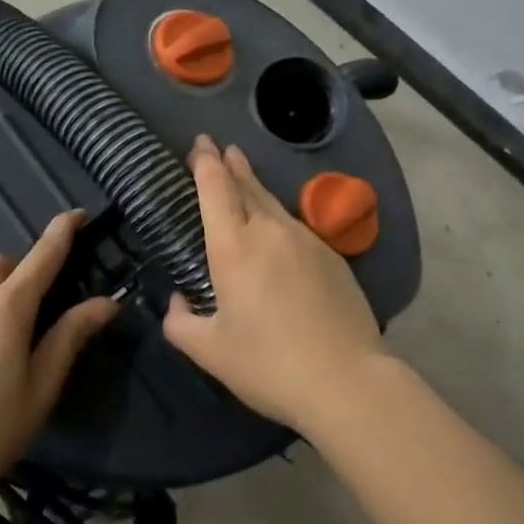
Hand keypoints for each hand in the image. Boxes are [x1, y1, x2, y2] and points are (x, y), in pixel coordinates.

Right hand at [163, 134, 386, 432]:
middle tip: (218, 147)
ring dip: (253, 185)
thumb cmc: (268, 364)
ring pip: (272, 203)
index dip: (205, 162)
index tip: (201, 144)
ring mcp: (305, 239)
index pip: (215, 188)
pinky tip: (276, 231)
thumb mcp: (210, 352)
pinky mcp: (331, 255)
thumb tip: (177, 302)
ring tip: (243, 174)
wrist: (346, 379)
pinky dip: (277, 217)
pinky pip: (294, 226)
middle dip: (229, 163)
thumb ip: (181, 323)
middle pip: (246, 185)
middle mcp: (268, 231)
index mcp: (233, 247)